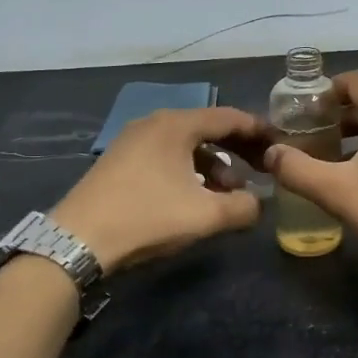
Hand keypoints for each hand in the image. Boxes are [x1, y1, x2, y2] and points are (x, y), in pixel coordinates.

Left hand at [52, 106, 264, 273]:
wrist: (78, 240)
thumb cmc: (147, 217)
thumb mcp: (205, 216)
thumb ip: (243, 207)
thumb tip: (259, 204)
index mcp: (176, 125)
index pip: (229, 117)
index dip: (258, 131)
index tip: (280, 146)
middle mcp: (155, 123)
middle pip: (208, 128)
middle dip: (237, 149)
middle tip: (261, 169)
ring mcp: (133, 140)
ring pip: (186, 144)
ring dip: (213, 164)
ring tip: (229, 192)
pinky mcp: (120, 160)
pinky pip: (166, 155)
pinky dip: (189, 170)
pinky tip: (196, 196)